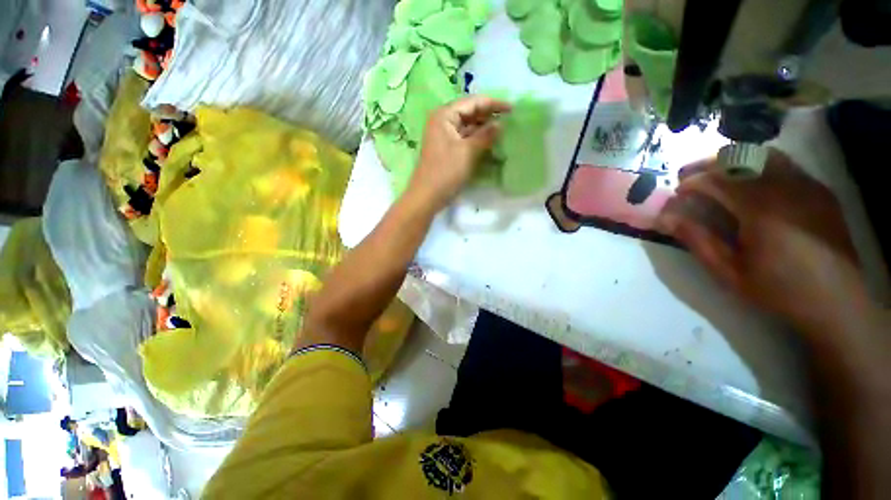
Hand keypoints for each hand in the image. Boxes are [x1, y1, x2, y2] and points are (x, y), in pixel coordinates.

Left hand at [407, 95, 511, 210]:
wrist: (427, 196)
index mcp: (444, 115)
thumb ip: (485, 135)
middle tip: (510, 120)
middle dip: (489, 116)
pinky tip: (491, 143)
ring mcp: (444, 137)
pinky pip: (465, 139)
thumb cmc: (446, 172)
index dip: (493, 104)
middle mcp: (443, 122)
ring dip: (484, 129)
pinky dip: (478, 140)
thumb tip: (500, 124)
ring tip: (504, 132)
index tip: (512, 109)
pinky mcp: (448, 150)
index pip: (472, 102)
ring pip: (468, 127)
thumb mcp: (468, 152)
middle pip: (470, 113)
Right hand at [657, 148, 864, 333]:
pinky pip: (785, 164)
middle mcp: (786, 188)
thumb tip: (667, 218)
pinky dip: (760, 165)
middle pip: (741, 158)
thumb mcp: (729, 272)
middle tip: (689, 175)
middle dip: (709, 164)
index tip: (677, 191)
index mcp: (761, 210)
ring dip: (735, 159)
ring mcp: (807, 185)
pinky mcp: (820, 190)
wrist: (837, 301)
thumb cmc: (779, 289)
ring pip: (765, 154)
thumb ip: (697, 240)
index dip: (691, 181)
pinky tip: (751, 182)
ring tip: (718, 174)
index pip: (718, 180)